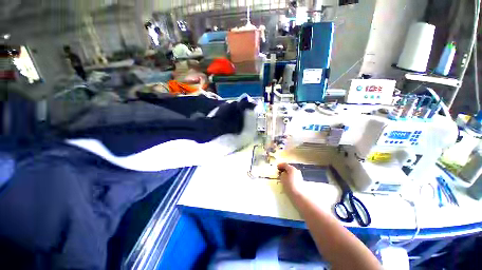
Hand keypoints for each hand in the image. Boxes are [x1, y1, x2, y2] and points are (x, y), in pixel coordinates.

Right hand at [278, 163, 303, 196]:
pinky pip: (292, 176)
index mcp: (291, 168)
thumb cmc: (289, 185)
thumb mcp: (282, 178)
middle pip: (288, 168)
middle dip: (283, 169)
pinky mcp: (299, 181)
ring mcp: (298, 175)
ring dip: (286, 173)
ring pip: (291, 172)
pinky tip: (286, 180)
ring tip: (281, 177)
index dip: (280, 165)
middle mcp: (296, 170)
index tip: (276, 167)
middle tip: (278, 172)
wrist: (299, 195)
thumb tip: (282, 173)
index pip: (285, 164)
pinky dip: (288, 176)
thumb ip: (281, 173)